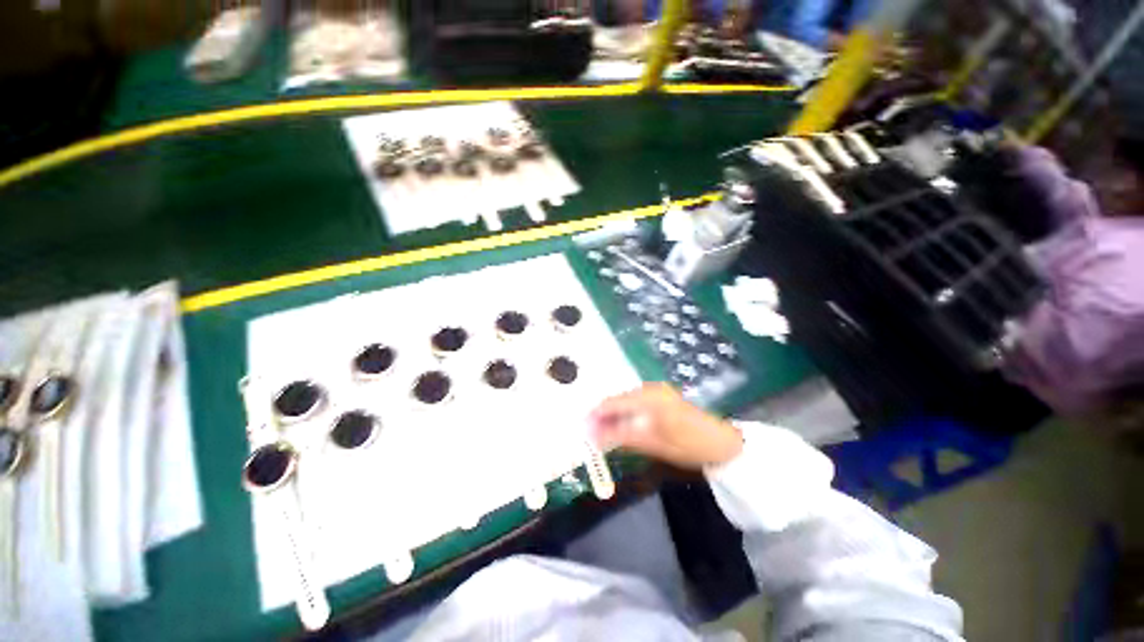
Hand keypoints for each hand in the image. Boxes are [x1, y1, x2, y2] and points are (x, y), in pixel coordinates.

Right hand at [589, 383, 742, 468]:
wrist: (724, 443)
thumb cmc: (690, 446)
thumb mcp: (655, 444)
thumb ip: (622, 437)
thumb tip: (594, 436)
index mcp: (649, 398)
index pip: (613, 402)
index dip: (595, 415)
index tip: (582, 428)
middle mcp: (650, 388)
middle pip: (617, 399)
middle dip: (602, 416)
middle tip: (591, 434)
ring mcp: (657, 390)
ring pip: (625, 400)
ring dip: (613, 414)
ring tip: (603, 433)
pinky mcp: (661, 395)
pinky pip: (635, 401)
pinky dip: (625, 413)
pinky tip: (622, 426)